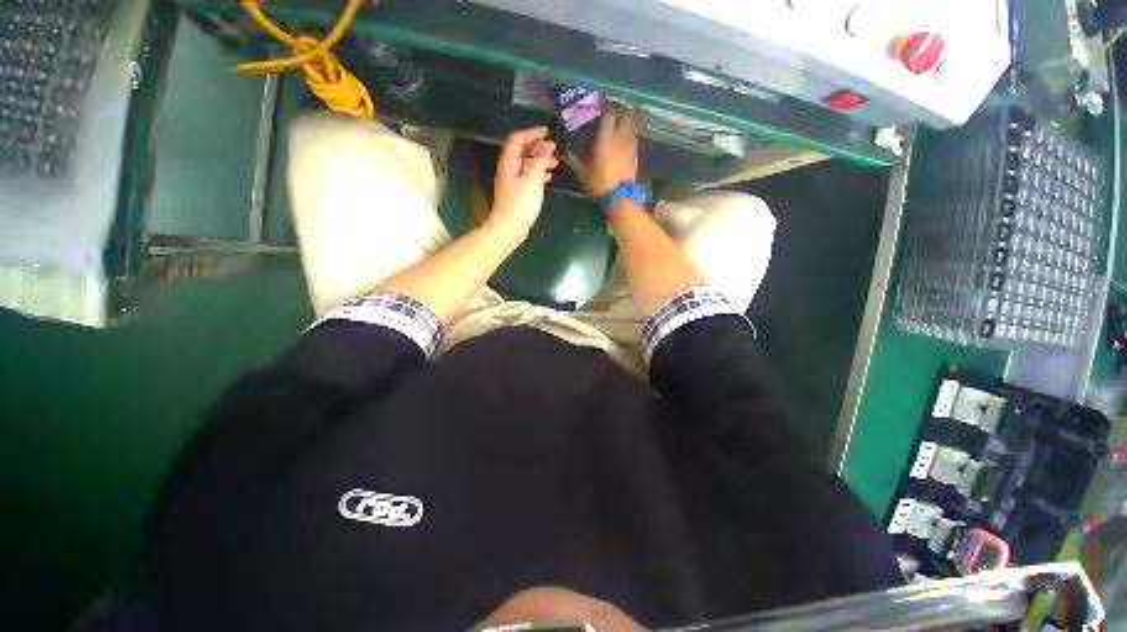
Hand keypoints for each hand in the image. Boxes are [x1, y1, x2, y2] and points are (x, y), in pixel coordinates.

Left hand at [489, 127, 557, 239]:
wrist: (508, 229)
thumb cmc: (520, 204)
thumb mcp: (532, 180)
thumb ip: (539, 161)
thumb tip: (546, 146)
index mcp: (509, 163)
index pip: (517, 139)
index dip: (532, 133)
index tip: (547, 132)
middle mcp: (508, 169)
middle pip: (521, 151)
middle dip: (538, 147)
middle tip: (554, 148)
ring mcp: (512, 182)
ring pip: (526, 165)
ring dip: (540, 161)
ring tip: (555, 163)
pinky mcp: (517, 194)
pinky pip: (528, 177)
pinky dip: (538, 174)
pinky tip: (548, 177)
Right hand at [569, 105, 638, 197]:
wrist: (619, 196)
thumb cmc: (598, 182)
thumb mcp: (581, 171)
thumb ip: (572, 157)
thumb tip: (564, 148)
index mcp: (606, 136)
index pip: (609, 112)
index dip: (604, 106)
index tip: (599, 106)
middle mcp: (620, 136)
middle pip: (625, 113)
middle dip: (619, 110)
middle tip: (611, 112)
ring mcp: (630, 144)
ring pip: (632, 124)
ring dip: (626, 120)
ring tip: (618, 123)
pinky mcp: (636, 153)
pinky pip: (634, 136)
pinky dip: (629, 133)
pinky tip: (623, 139)